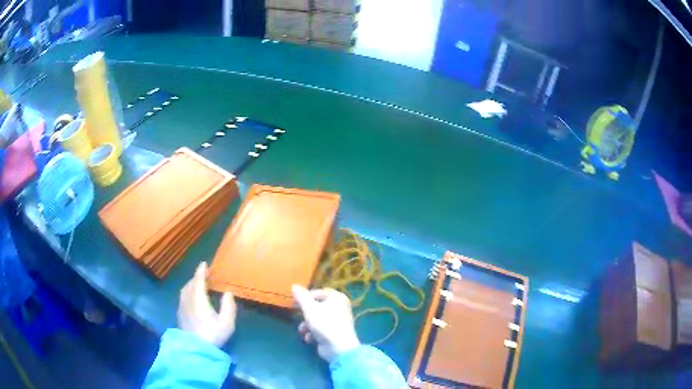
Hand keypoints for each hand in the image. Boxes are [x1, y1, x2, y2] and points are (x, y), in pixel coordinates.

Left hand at [178, 262, 235, 346]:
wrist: (195, 349)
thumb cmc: (212, 334)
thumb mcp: (226, 322)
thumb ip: (228, 306)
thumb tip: (228, 292)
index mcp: (198, 298)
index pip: (198, 279)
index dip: (201, 270)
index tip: (204, 263)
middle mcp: (188, 299)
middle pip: (190, 283)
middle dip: (197, 277)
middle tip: (205, 275)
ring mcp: (182, 306)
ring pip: (185, 290)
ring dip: (191, 284)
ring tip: (198, 285)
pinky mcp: (180, 314)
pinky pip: (183, 297)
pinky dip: (188, 292)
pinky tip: (192, 298)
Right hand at [292, 285, 360, 361]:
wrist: (339, 348)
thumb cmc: (324, 324)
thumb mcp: (309, 308)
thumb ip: (301, 296)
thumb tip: (294, 286)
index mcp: (337, 297)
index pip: (318, 292)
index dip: (306, 296)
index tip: (295, 302)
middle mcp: (339, 307)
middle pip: (317, 306)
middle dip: (305, 314)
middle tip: (297, 316)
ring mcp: (337, 321)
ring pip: (317, 319)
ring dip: (307, 325)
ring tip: (303, 331)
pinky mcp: (334, 333)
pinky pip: (321, 329)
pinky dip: (314, 334)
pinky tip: (310, 339)